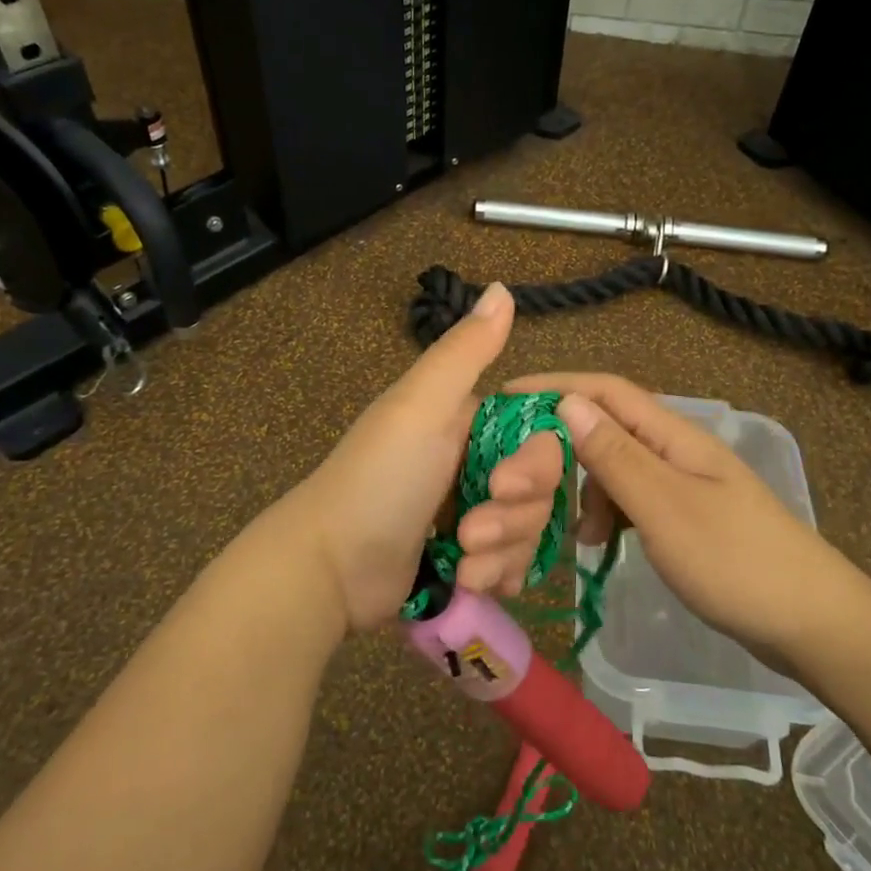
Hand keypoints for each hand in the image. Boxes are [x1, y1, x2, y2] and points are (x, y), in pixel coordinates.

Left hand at [285, 284, 567, 631]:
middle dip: (513, 518)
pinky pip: (513, 563)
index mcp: (470, 420)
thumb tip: (501, 286)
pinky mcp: (468, 558)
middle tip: (469, 534)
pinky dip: (497, 576)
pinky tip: (469, 584)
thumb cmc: (379, 480)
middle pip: (541, 489)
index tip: (505, 485)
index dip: (538, 466)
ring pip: (530, 530)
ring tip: (462, 566)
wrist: (329, 569)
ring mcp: (473, 511)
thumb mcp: (421, 407)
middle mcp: (477, 461)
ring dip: (502, 553)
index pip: (541, 435)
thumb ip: (465, 351)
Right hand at [505, 372, 855, 663]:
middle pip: (605, 429)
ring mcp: (682, 485)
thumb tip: (567, 402)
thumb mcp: (664, 507)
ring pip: (614, 468)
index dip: (554, 387)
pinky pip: (630, 500)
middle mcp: (675, 450)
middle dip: (560, 448)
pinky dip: (605, 514)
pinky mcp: (684, 518)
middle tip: (521, 480)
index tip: (504, 399)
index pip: (604, 391)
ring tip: (569, 533)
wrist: (814, 625)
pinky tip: (596, 543)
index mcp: (673, 435)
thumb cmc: (736, 562)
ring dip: (583, 489)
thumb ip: (615, 455)